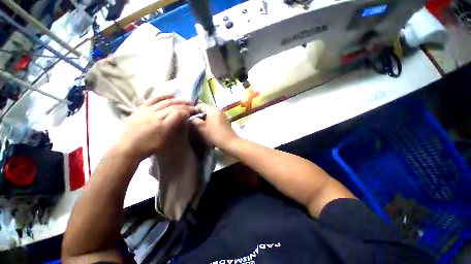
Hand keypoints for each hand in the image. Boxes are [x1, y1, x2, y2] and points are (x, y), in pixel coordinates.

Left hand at [116, 94, 194, 160]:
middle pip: (173, 107)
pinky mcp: (141, 109)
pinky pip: (153, 99)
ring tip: (186, 100)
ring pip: (165, 102)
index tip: (194, 111)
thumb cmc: (149, 147)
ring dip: (178, 100)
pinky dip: (163, 96)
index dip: (188, 111)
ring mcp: (147, 111)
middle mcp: (155, 116)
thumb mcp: (165, 141)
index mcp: (162, 126)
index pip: (178, 113)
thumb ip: (175, 129)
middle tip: (193, 105)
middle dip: (185, 105)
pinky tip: (171, 94)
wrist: (128, 147)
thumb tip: (184, 119)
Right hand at [191, 104, 238, 148]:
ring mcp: (223, 115)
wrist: (231, 142)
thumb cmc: (216, 135)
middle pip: (206, 109)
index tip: (189, 117)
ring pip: (211, 114)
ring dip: (205, 118)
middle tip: (195, 122)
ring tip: (201, 125)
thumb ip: (196, 122)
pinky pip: (216, 117)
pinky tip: (208, 127)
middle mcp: (219, 110)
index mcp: (213, 110)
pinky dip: (211, 120)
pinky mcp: (225, 120)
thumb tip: (192, 118)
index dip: (194, 110)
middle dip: (200, 114)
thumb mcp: (203, 129)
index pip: (201, 105)